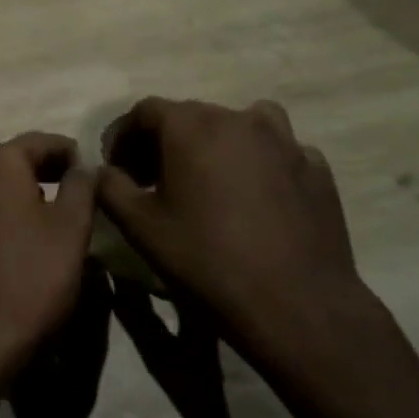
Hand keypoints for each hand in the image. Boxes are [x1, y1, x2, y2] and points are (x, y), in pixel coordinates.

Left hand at [0, 133, 96, 392]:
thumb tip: (84, 166)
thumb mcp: (72, 229)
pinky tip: (16, 235)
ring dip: (18, 189)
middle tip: (74, 187)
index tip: (90, 168)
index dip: (69, 152)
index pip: (40, 141)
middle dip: (43, 168)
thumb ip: (81, 186)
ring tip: (47, 210)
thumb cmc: (31, 278)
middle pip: (11, 159)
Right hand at [95, 98, 374, 351]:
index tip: (117, 168)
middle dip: (164, 142)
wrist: (297, 306)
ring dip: (216, 143)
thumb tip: (102, 171)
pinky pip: (277, 152)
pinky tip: (256, 198)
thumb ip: (110, 188)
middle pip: (190, 116)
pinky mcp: (316, 167)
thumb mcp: (140, 227)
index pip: (145, 111)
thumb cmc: (207, 261)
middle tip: (153, 180)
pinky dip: (259, 164)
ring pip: (240, 124)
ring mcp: (284, 141)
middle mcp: (238, 118)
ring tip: (210, 179)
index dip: (124, 136)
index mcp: (191, 126)